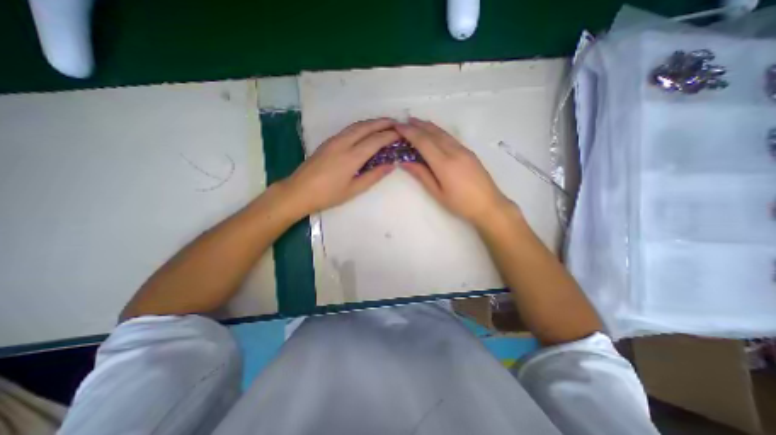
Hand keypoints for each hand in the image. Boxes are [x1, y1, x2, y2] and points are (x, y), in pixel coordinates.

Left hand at [280, 118, 400, 215]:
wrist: (298, 191)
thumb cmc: (327, 195)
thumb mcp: (354, 189)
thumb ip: (373, 176)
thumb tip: (391, 165)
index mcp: (351, 157)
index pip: (375, 140)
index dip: (390, 135)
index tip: (402, 133)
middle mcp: (343, 143)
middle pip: (366, 127)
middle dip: (382, 122)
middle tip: (396, 123)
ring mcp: (334, 140)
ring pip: (356, 126)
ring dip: (372, 122)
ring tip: (384, 124)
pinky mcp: (328, 142)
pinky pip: (348, 129)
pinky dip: (361, 127)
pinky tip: (365, 131)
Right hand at [396, 117, 513, 226]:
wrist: (489, 205)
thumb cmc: (461, 203)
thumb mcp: (437, 193)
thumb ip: (422, 175)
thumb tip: (405, 162)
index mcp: (444, 163)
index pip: (423, 142)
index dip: (409, 132)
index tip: (398, 126)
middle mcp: (454, 151)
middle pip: (433, 133)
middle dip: (417, 125)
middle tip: (404, 121)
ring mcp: (463, 150)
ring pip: (443, 133)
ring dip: (428, 126)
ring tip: (416, 122)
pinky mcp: (469, 152)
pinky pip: (450, 137)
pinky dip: (438, 132)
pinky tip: (434, 133)